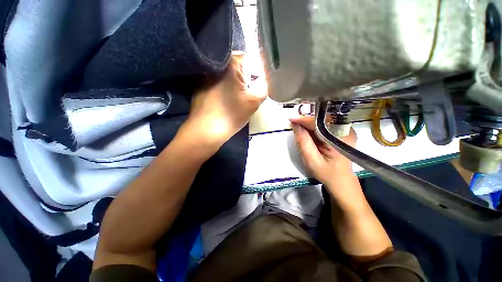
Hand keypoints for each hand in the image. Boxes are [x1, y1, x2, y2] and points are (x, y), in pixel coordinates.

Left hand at [180, 54, 266, 150]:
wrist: (206, 130)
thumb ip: (264, 87)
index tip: (259, 85)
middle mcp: (218, 64)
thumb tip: (265, 79)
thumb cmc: (231, 115)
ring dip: (236, 82)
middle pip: (240, 66)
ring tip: (238, 97)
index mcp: (232, 64)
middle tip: (249, 92)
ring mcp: (208, 73)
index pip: (252, 59)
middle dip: (248, 77)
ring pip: (229, 74)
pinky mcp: (201, 84)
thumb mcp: (254, 102)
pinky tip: (226, 98)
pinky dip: (226, 86)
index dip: (259, 72)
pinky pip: (219, 80)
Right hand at [290, 116, 356, 185]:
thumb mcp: (311, 160)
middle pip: (323, 120)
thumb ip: (303, 142)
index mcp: (341, 139)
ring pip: (324, 121)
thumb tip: (296, 125)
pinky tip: (307, 131)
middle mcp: (346, 131)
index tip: (291, 119)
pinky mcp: (342, 133)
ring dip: (309, 123)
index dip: (305, 120)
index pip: (321, 123)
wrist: (341, 181)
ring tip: (298, 127)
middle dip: (306, 121)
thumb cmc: (326, 173)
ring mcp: (346, 131)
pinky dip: (314, 127)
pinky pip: (326, 125)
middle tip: (294, 123)